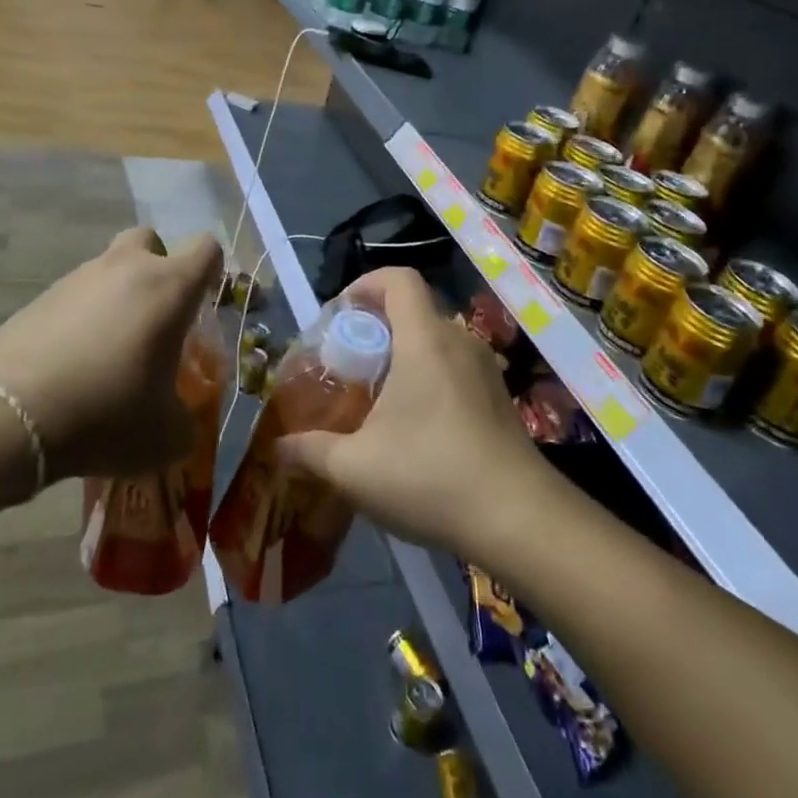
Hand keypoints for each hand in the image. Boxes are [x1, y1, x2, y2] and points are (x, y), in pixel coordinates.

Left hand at [0, 227, 222, 483]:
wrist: (11, 417)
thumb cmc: (107, 414)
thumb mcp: (166, 435)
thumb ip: (185, 421)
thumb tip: (180, 422)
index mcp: (168, 288)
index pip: (206, 248)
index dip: (211, 270)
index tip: (203, 303)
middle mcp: (125, 269)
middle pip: (149, 239)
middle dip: (157, 266)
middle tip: (155, 315)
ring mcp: (77, 279)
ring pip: (108, 268)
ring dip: (116, 295)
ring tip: (108, 351)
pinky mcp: (38, 298)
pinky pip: (73, 297)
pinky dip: (80, 318)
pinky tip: (72, 362)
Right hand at [275, 267, 553, 559]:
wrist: (519, 518)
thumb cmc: (430, 476)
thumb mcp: (355, 468)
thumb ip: (310, 451)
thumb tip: (278, 446)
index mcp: (424, 339)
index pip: (399, 279)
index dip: (366, 284)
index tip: (341, 315)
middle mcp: (459, 342)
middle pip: (415, 310)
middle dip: (378, 327)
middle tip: (350, 364)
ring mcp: (485, 369)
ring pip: (437, 341)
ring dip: (405, 355)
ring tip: (378, 397)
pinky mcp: (499, 397)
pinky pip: (456, 367)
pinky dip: (430, 377)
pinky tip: (416, 426)